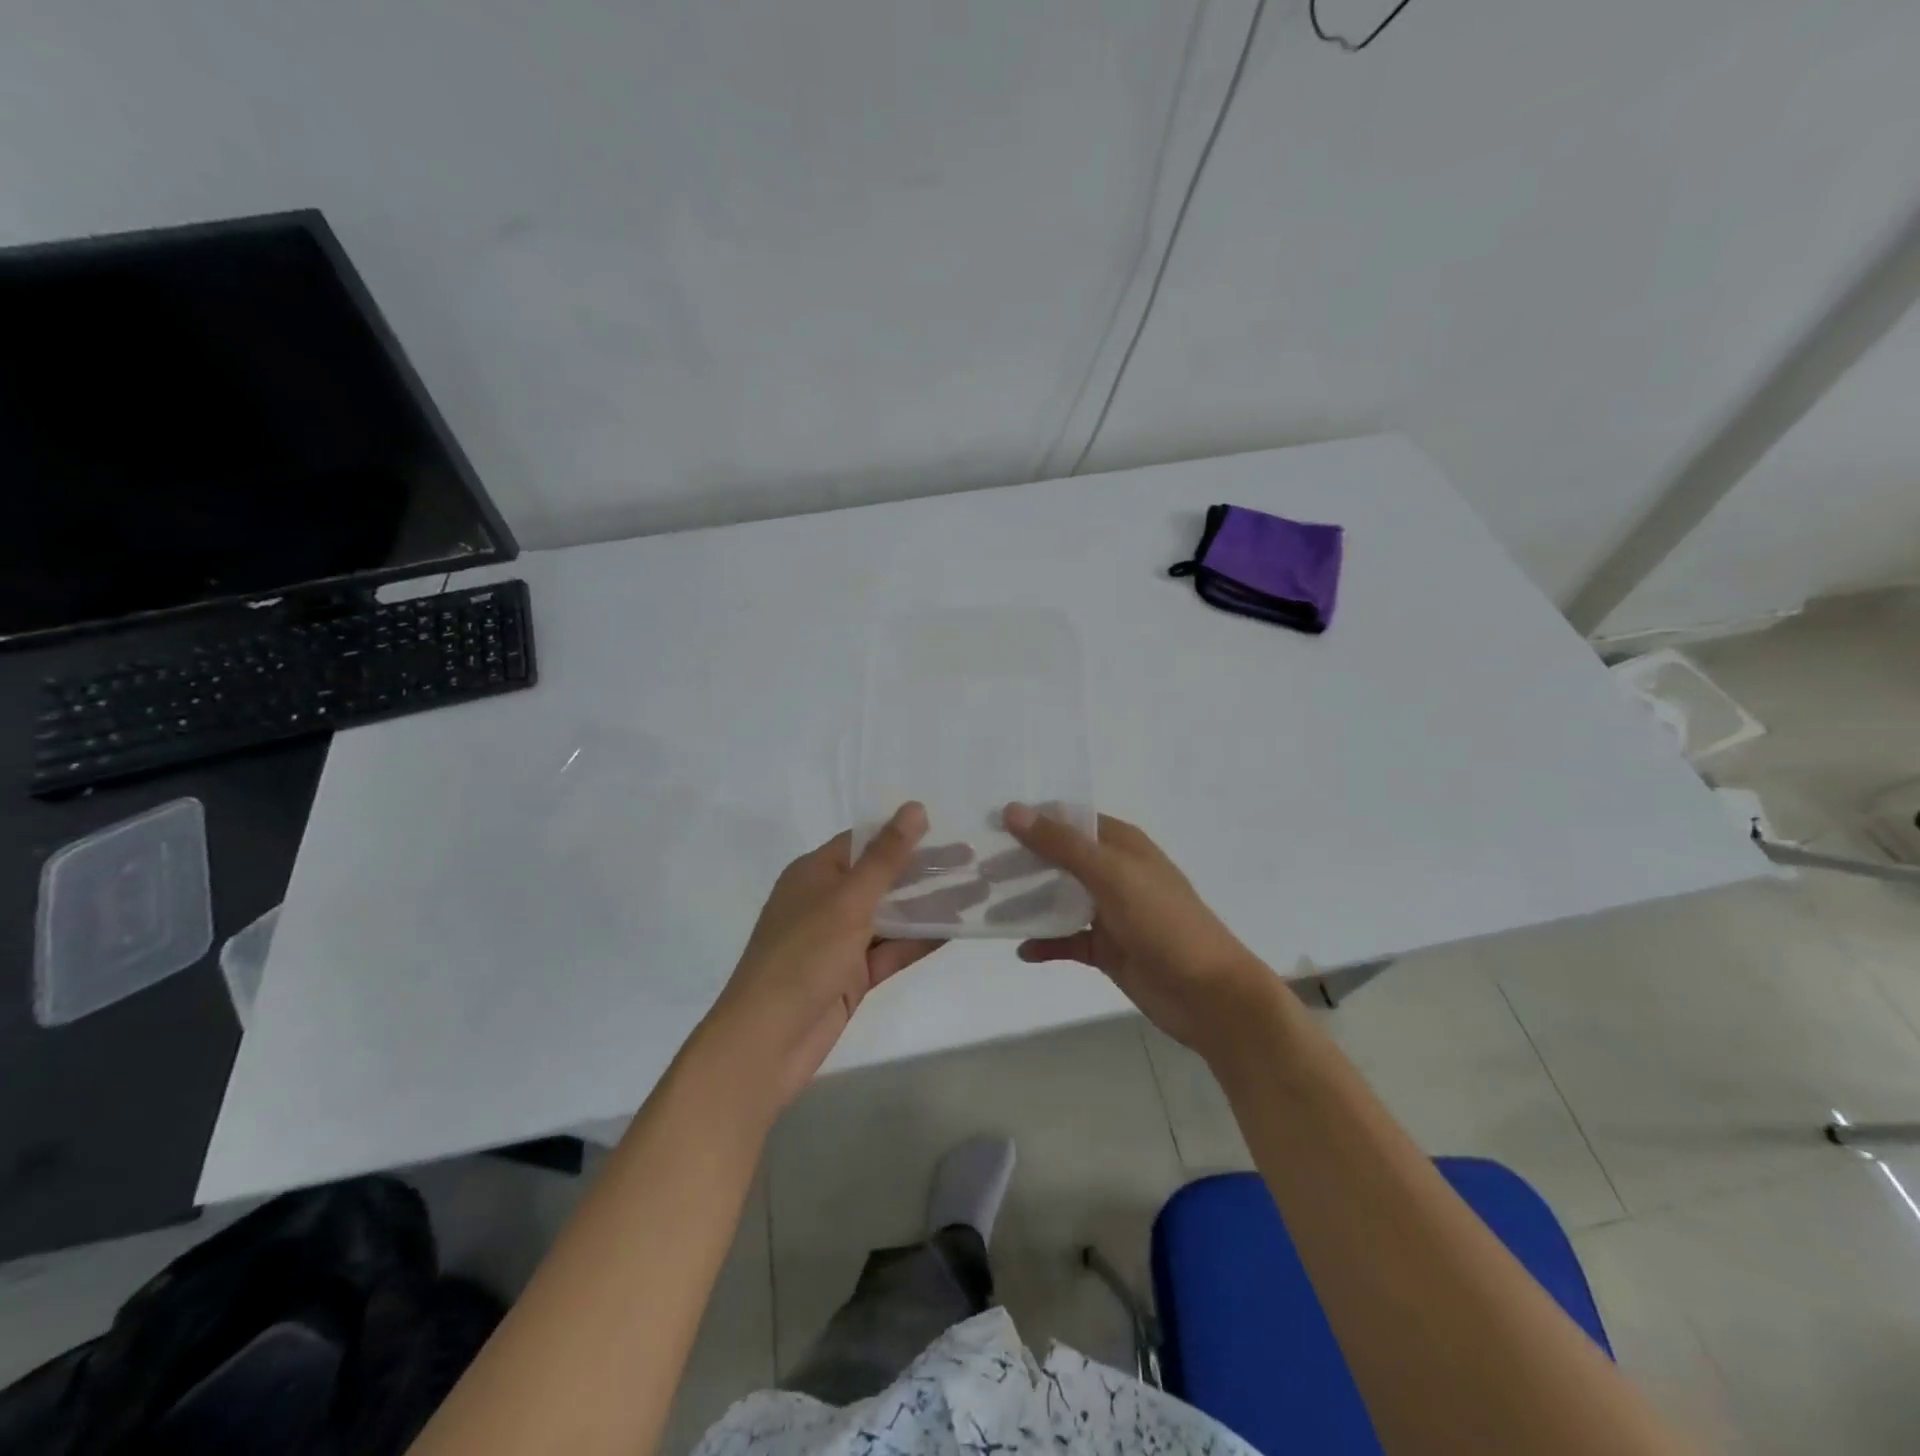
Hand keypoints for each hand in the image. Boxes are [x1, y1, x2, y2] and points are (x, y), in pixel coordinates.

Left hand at [695, 803, 943, 1114]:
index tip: (946, 827)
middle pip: (882, 877)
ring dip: (930, 905)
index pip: (863, 842)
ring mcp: (840, 941)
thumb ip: (885, 857)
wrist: (766, 1042)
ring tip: (978, 891)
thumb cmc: (802, 957)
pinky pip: (892, 950)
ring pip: (892, 915)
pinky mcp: (853, 976)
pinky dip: (921, 940)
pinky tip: (958, 929)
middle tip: (973, 859)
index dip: (902, 832)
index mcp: (814, 874)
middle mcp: (826, 902)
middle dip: (925, 869)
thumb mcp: (847, 900)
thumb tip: (915, 808)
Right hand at [1004, 803, 1267, 1055]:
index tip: (989, 823)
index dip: (1033, 818)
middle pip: (1060, 859)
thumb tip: (1012, 810)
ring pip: (1059, 900)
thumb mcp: (1111, 874)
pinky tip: (1020, 950)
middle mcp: (1114, 873)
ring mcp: (1110, 913)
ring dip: (1028, 902)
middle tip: (976, 865)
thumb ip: (1061, 844)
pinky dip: (1045, 944)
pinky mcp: (1107, 950)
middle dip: (1022, 861)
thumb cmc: (1164, 922)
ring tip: (986, 904)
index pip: (1070, 820)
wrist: (1209, 995)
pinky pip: (1067, 941)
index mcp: (1121, 845)